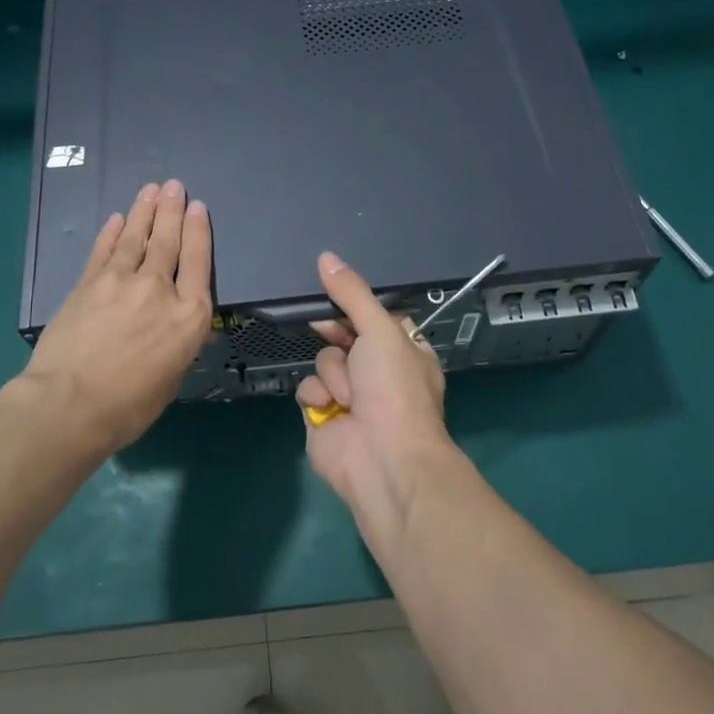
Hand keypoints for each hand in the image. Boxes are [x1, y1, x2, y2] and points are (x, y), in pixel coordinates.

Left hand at [23, 180, 213, 454]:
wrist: (69, 404)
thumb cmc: (130, 405)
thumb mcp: (172, 379)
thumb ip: (180, 346)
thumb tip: (182, 329)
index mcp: (189, 315)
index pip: (197, 261)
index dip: (198, 230)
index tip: (197, 207)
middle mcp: (159, 289)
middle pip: (168, 241)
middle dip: (172, 210)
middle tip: (174, 186)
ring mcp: (120, 282)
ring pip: (135, 238)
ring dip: (144, 212)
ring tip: (151, 190)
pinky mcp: (88, 285)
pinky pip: (103, 251)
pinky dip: (111, 233)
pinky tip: (117, 219)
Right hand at [294, 252, 457, 518]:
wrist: (382, 456)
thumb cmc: (394, 388)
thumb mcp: (380, 329)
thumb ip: (352, 293)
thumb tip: (326, 256)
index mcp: (405, 353)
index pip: (375, 319)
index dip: (357, 309)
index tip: (339, 295)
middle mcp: (378, 375)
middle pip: (344, 338)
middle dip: (339, 339)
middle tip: (332, 331)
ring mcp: (349, 397)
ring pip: (324, 361)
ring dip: (334, 375)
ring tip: (349, 396)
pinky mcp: (323, 417)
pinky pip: (308, 389)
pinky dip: (318, 397)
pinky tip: (331, 410)